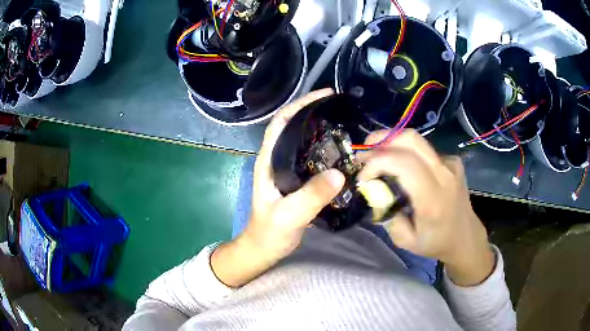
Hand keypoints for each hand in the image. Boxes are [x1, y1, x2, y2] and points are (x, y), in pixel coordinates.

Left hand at [211, 89, 344, 286]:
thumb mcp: (289, 215)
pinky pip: (314, 157)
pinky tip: (343, 152)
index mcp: (269, 160)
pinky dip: (327, 150)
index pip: (282, 122)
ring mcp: (288, 169)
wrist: (265, 248)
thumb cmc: (270, 232)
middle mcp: (277, 159)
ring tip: (347, 125)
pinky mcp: (297, 180)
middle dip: (316, 112)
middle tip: (343, 109)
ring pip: (306, 141)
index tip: (325, 95)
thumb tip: (339, 173)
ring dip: (323, 130)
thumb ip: (310, 196)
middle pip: (295, 126)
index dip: (301, 104)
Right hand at [357, 130, 494, 285]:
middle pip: (411, 140)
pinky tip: (404, 168)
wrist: (465, 236)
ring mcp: (451, 165)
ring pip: (417, 142)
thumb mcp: (405, 241)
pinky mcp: (453, 161)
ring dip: (393, 144)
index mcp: (433, 199)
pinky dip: (408, 154)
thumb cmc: (436, 242)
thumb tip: (376, 190)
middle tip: (365, 151)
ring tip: (379, 158)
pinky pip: (425, 151)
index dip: (378, 162)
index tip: (363, 177)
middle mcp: (444, 175)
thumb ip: (387, 215)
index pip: (404, 164)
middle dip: (382, 139)